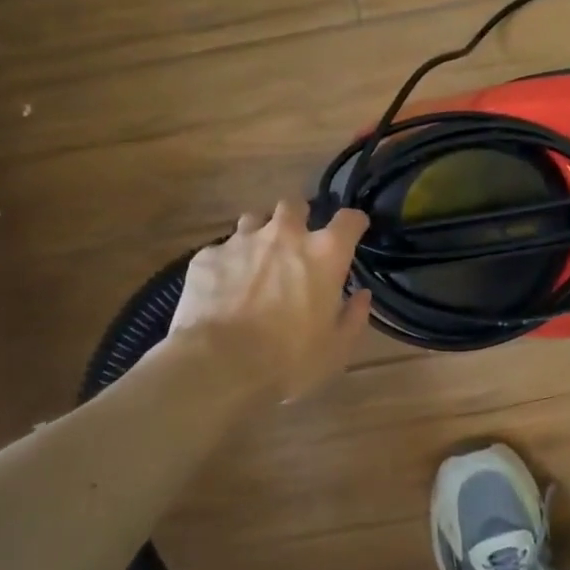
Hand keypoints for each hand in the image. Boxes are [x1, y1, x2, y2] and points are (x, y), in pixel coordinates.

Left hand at [168, 200, 372, 402]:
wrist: (219, 364)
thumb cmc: (289, 359)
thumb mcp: (336, 348)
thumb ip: (353, 316)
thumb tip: (362, 296)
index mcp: (324, 254)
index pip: (349, 219)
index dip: (354, 223)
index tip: (353, 231)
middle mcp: (285, 236)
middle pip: (295, 205)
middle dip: (299, 217)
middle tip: (298, 242)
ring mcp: (242, 242)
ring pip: (254, 219)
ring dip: (261, 234)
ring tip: (258, 260)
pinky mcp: (207, 256)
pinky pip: (221, 249)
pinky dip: (227, 263)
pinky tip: (223, 287)